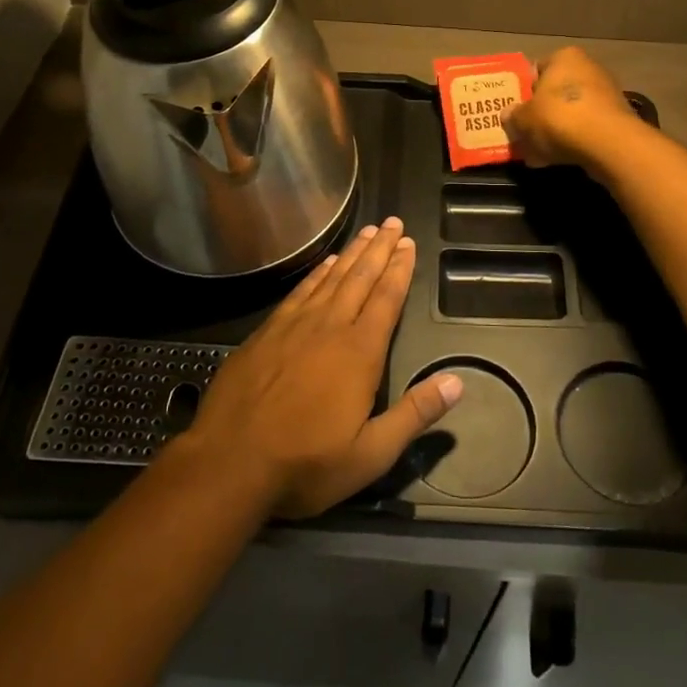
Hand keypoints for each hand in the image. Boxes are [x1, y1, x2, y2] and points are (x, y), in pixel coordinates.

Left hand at [178, 217, 462, 518]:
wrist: (229, 463)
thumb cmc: (305, 464)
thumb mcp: (371, 454)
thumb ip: (415, 415)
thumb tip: (457, 382)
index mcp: (359, 352)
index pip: (386, 299)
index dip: (399, 269)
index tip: (408, 243)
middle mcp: (329, 327)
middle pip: (360, 278)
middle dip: (379, 249)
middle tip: (393, 222)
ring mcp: (294, 326)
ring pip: (330, 278)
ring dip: (351, 253)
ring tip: (367, 232)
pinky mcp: (266, 333)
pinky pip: (299, 291)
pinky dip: (316, 273)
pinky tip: (324, 264)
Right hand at [504, 47, 638, 172]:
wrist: (608, 143)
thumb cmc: (559, 118)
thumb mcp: (524, 119)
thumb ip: (513, 116)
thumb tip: (508, 114)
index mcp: (564, 57)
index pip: (536, 69)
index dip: (523, 90)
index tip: (515, 110)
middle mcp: (588, 67)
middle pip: (556, 91)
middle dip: (541, 112)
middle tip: (525, 132)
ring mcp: (607, 93)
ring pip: (571, 111)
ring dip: (556, 129)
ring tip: (539, 152)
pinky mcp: (617, 118)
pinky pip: (587, 127)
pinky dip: (574, 140)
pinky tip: (559, 159)